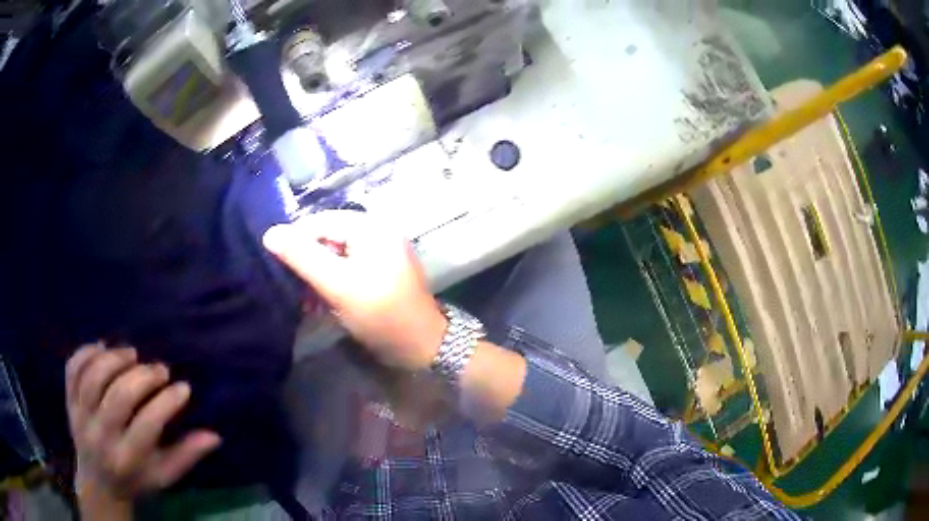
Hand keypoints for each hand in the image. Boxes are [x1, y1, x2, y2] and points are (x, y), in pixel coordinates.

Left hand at [66, 345, 220, 502]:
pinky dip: (85, 352)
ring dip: (114, 358)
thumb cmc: (135, 480)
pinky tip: (101, 347)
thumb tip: (214, 436)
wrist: (98, 484)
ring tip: (131, 353)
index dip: (167, 402)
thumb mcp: (163, 476)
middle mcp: (101, 437)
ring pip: (93, 377)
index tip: (183, 388)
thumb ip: (186, 456)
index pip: (147, 425)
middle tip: (160, 369)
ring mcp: (80, 417)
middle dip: (143, 376)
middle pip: (119, 396)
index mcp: (127, 459)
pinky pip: (72, 369)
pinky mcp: (68, 402)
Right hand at [263, 211, 446, 370]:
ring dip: (317, 277)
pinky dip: (332, 284)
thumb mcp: (337, 284)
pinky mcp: (380, 273)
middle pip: (327, 237)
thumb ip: (302, 257)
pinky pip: (347, 269)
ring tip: (306, 301)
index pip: (320, 221)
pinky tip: (321, 304)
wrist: (421, 346)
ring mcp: (381, 253)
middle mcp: (377, 232)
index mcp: (370, 227)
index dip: (295, 240)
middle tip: (293, 288)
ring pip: (335, 256)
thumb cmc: (379, 313)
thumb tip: (270, 233)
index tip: (277, 266)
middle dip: (307, 263)